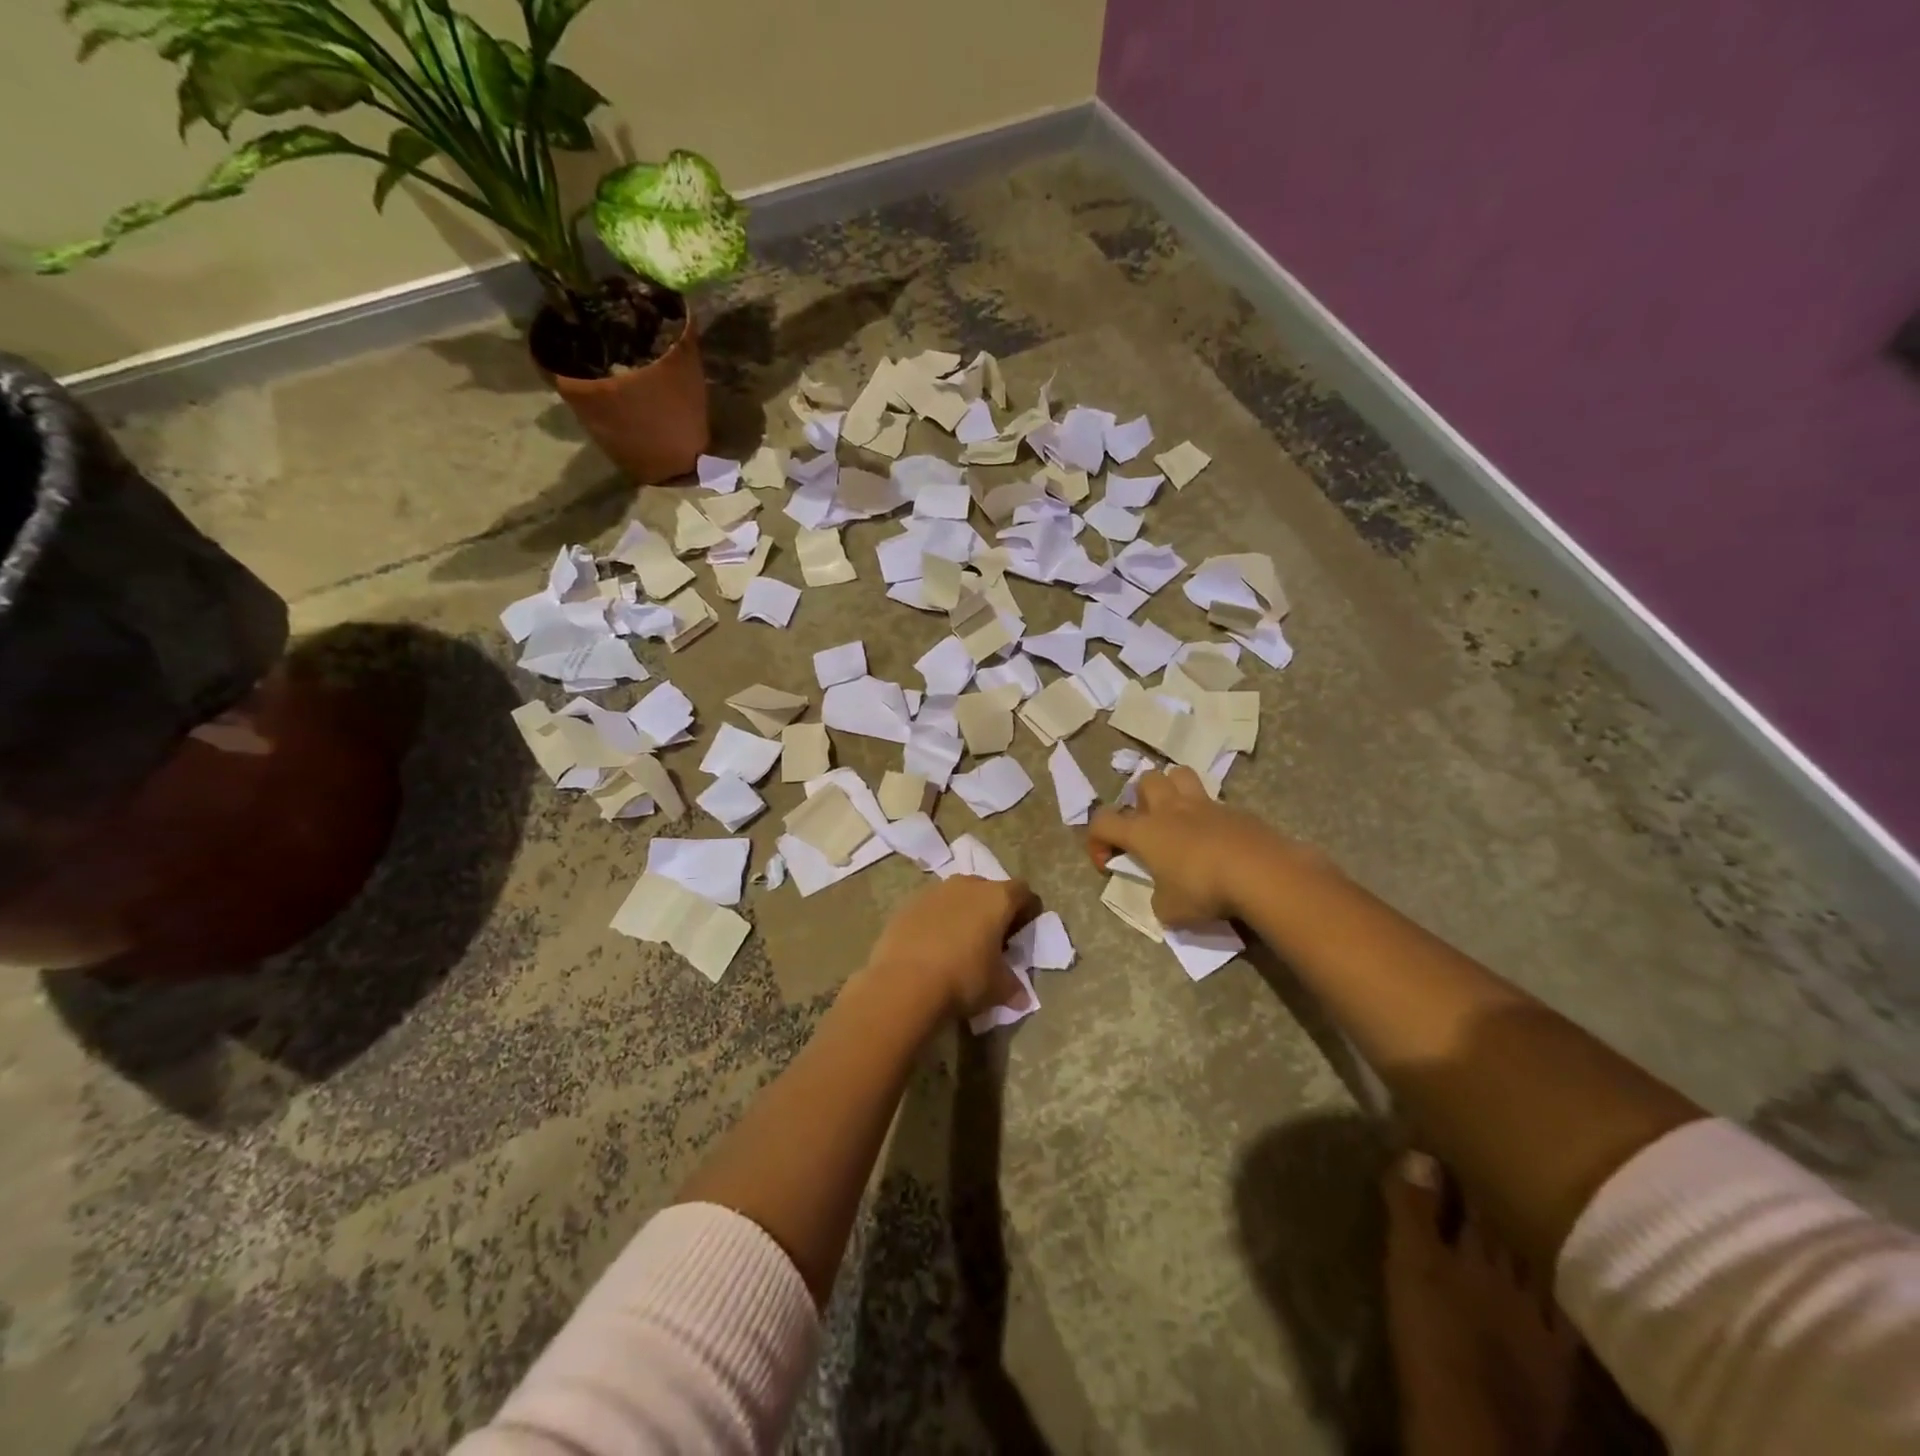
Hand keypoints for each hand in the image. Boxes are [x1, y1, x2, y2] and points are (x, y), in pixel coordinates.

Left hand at [862, 875, 1040, 1018]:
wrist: (904, 983)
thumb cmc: (963, 979)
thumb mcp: (998, 988)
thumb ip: (1013, 986)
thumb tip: (1022, 997)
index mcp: (997, 898)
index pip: (1023, 892)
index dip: (1027, 911)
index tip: (1022, 933)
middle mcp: (967, 885)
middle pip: (988, 890)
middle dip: (993, 910)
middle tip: (991, 939)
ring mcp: (934, 891)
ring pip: (957, 896)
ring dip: (963, 913)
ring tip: (959, 943)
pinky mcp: (908, 904)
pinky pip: (931, 907)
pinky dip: (936, 921)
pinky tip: (932, 947)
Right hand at [1087, 767, 1300, 925]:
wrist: (1260, 872)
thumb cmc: (1204, 889)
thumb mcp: (1170, 910)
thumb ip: (1160, 901)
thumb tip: (1165, 898)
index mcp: (1144, 832)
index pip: (1102, 821)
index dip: (1096, 841)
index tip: (1108, 864)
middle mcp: (1170, 810)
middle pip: (1145, 780)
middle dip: (1140, 799)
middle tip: (1150, 828)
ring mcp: (1205, 805)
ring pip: (1180, 774)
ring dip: (1174, 789)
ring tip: (1180, 817)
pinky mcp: (1236, 811)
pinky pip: (1216, 804)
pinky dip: (1210, 818)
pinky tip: (1219, 842)